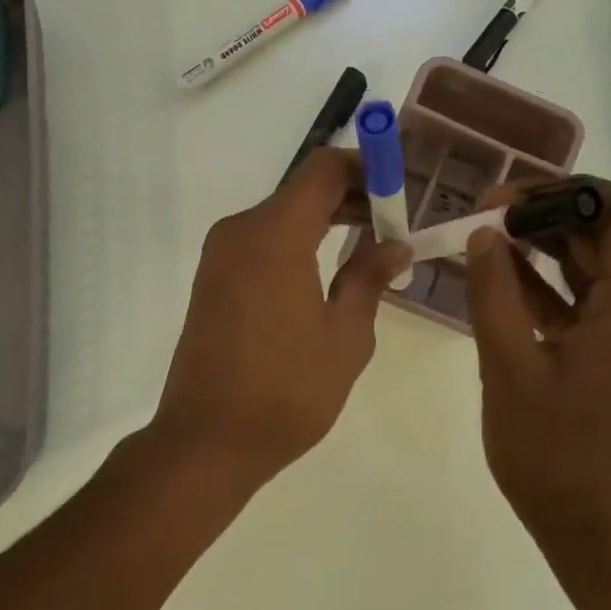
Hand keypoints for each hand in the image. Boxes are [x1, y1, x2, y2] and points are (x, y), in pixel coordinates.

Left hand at [149, 147, 409, 495]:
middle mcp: (241, 230)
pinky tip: (328, 272)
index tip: (402, 191)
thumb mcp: (346, 335)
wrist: (208, 440)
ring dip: (327, 222)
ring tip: (372, 250)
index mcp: (275, 234)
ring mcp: (220, 255)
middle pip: (304, 190)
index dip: (368, 169)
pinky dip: (299, 244)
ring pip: (283, 216)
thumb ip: (370, 277)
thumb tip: (395, 245)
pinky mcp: (212, 280)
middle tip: (396, 226)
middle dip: (353, 198)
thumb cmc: (288, 389)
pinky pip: (262, 243)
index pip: (325, 169)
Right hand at [464, 179, 610, 538]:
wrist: (589, 524)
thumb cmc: (550, 450)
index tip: (514, 197)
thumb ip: (493, 293)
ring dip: (544, 248)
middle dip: (549, 216)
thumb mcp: (508, 366)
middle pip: (608, 236)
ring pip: (595, 267)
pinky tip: (499, 280)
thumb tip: (484, 234)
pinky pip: (585, 302)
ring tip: (487, 239)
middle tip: (488, 214)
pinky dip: (547, 286)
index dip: (574, 191)